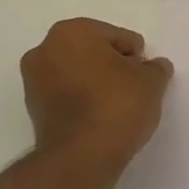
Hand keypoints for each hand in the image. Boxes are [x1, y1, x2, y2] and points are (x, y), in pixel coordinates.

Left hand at [22, 18, 173, 167]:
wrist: (81, 156)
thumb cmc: (117, 105)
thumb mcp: (151, 81)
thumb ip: (155, 68)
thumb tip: (154, 67)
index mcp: (72, 32)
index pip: (117, 37)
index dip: (136, 56)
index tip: (144, 77)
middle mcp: (45, 50)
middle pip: (93, 52)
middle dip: (113, 66)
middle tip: (134, 89)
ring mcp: (33, 81)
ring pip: (77, 73)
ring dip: (96, 83)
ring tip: (118, 106)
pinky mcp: (33, 110)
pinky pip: (67, 95)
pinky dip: (83, 101)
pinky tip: (101, 118)